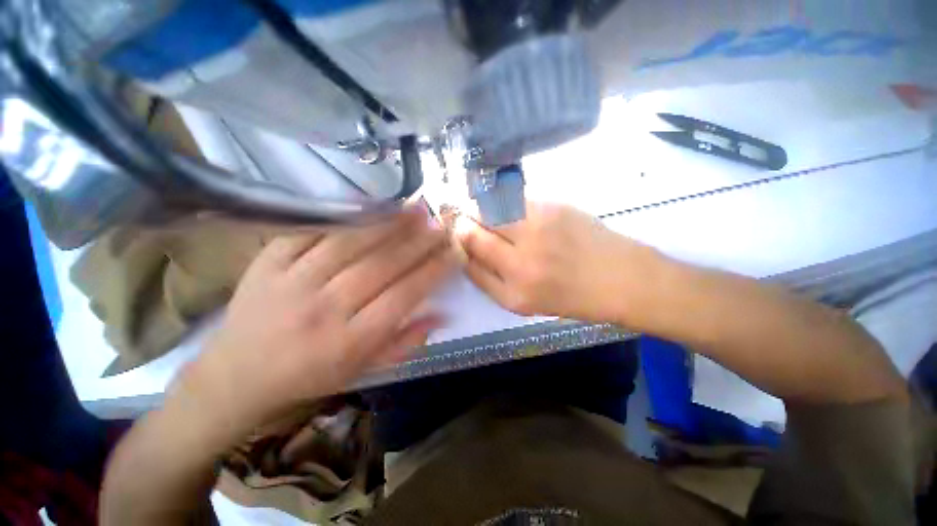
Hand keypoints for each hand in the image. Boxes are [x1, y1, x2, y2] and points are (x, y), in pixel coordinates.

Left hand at [177, 209, 455, 441]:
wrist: (235, 374)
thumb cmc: (309, 376)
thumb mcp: (362, 371)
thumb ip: (405, 342)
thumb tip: (442, 315)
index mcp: (348, 342)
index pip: (403, 296)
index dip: (433, 271)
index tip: (454, 252)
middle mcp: (322, 309)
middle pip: (381, 265)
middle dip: (419, 241)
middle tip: (441, 223)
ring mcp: (291, 281)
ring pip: (351, 242)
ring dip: (389, 223)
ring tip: (415, 209)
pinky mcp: (267, 261)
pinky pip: (314, 231)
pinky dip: (347, 218)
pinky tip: (371, 209)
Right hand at [455, 202, 664, 324]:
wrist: (621, 278)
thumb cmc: (571, 296)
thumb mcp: (526, 303)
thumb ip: (492, 281)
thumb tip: (466, 254)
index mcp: (513, 294)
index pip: (468, 264)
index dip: (457, 246)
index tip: (454, 237)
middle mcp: (520, 263)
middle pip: (472, 233)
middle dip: (459, 223)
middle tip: (457, 216)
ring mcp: (536, 231)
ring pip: (488, 211)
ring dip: (478, 209)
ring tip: (480, 210)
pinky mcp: (551, 208)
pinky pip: (511, 200)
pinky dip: (501, 202)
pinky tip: (506, 207)